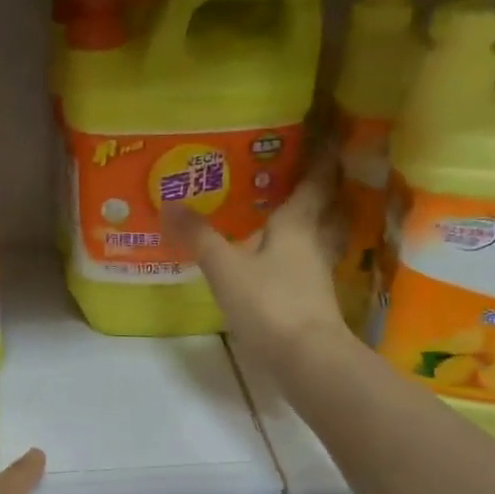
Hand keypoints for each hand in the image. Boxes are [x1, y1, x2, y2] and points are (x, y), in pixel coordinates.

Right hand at [164, 152, 346, 369]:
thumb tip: (169, 203)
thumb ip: (199, 236)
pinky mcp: (312, 300)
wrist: (306, 358)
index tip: (319, 135)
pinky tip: (276, 261)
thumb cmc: (269, 302)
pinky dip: (296, 256)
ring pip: (318, 237)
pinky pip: (306, 264)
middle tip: (295, 173)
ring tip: (282, 214)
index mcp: (299, 224)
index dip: (319, 156)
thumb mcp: (225, 267)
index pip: (316, 180)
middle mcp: (314, 242)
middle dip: (315, 190)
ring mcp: (317, 273)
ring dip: (309, 223)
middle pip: (324, 208)